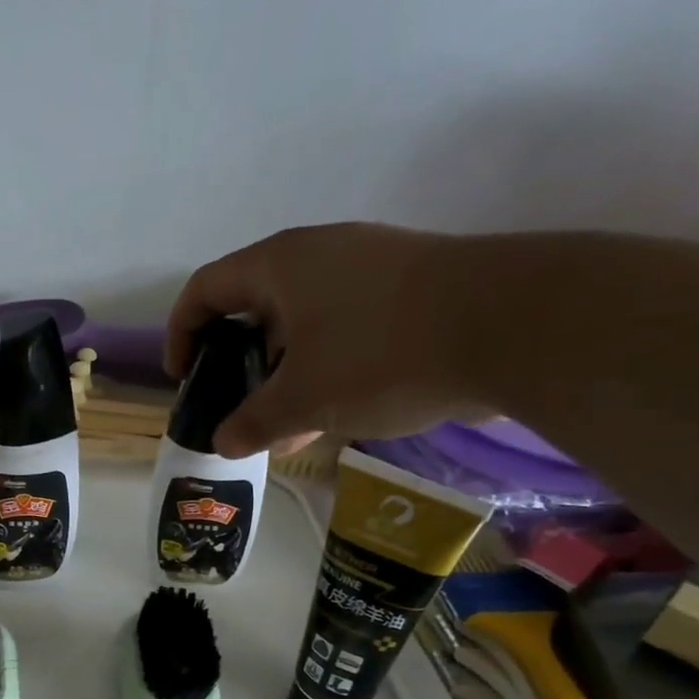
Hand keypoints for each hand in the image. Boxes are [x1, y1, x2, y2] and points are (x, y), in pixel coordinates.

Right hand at [166, 223, 488, 456]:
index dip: (183, 334)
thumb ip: (254, 422)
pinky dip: (326, 367)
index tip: (187, 379)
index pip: (206, 289)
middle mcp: (319, 255)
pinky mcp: (409, 290)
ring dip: (285, 373)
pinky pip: (345, 328)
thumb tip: (223, 443)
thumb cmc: (381, 353)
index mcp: (280, 265)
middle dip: (239, 363)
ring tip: (287, 426)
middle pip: (255, 306)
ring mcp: (369, 268)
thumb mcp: (304, 398)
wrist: (515, 325)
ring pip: (303, 323)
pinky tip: (335, 414)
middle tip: (238, 409)